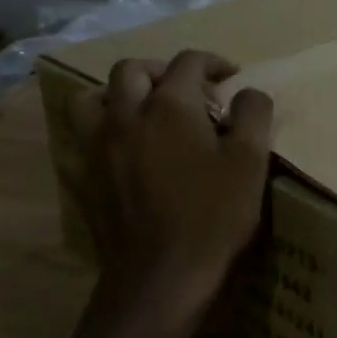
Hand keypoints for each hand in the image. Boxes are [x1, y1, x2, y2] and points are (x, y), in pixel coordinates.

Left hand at [70, 50, 274, 315]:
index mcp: (169, 106)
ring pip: (93, 97)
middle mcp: (126, 115)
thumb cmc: (212, 215)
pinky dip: (101, 129)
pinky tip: (122, 147)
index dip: (213, 62)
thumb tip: (248, 92)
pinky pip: (83, 137)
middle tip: (187, 89)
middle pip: (133, 69)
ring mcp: (99, 146)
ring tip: (143, 108)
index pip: (188, 62)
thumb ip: (253, 115)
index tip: (230, 77)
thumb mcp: (250, 162)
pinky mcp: (86, 176)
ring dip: (119, 93)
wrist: (160, 275)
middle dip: (162, 70)